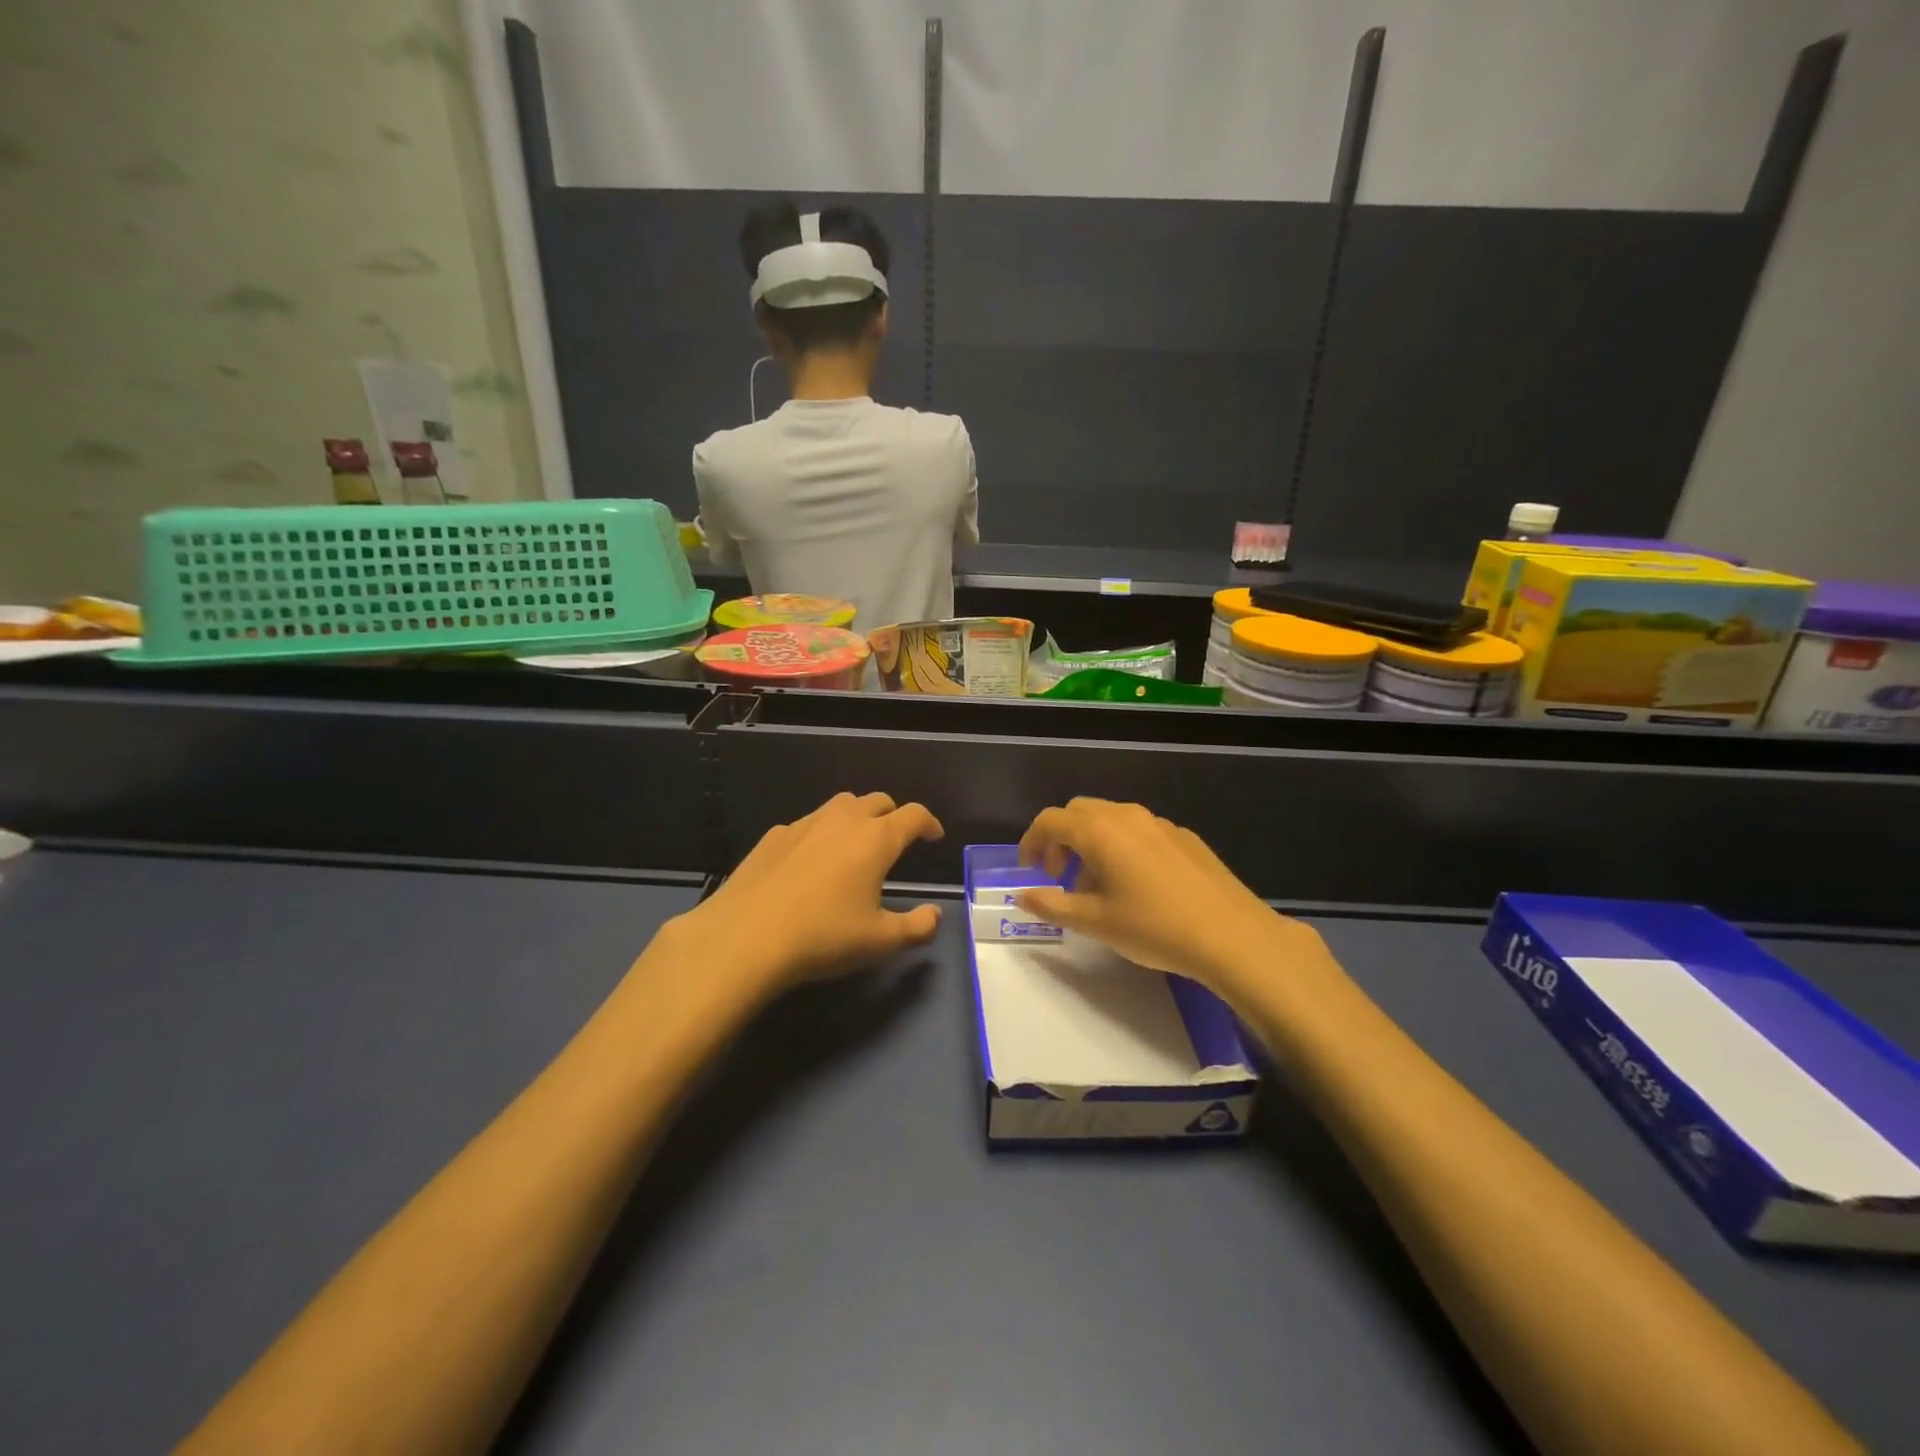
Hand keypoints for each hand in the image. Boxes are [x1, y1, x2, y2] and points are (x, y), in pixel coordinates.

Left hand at [670, 792, 945, 992]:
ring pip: (841, 805)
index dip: (929, 823)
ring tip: (856, 843)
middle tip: (897, 840)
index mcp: (876, 839)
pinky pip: (808, 823)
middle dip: (894, 815)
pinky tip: (811, 861)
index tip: (934, 836)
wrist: (745, 938)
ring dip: (857, 816)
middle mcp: (843, 820)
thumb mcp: (880, 941)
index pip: (914, 815)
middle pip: (878, 800)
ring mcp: (805, 824)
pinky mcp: (774, 836)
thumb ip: (917, 927)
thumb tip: (934, 915)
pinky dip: (821, 833)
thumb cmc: (823, 937)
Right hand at [1016, 798, 1322, 996]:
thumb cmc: (1154, 927)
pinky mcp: (1185, 837)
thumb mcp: (1095, 922)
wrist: (1231, 935)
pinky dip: (1122, 847)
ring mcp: (1160, 823)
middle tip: (1059, 875)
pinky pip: (1140, 831)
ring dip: (1092, 844)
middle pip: (1079, 812)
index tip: (1029, 870)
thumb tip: (1022, 895)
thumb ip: (1053, 905)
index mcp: (1099, 831)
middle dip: (1061, 839)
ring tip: (1097, 887)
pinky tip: (1137, 886)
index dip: (1031, 842)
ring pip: (1111, 820)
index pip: (1050, 820)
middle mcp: (1127, 816)